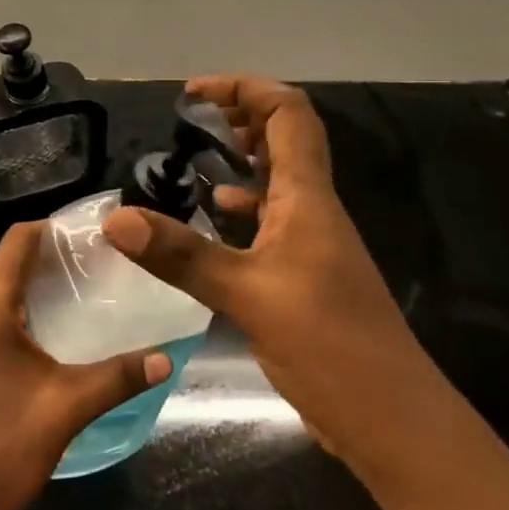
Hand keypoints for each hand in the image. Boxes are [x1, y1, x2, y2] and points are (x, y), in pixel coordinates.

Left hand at [0, 222, 170, 509]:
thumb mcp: (65, 410)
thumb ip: (118, 377)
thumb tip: (167, 357)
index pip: (16, 241)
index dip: (52, 227)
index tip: (92, 232)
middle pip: (8, 266)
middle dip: (51, 261)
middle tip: (100, 267)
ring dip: (36, 291)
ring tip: (83, 299)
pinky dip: (20, 316)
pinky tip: (50, 340)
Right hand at [103, 75, 433, 459]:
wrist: (393, 421)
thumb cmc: (328, 345)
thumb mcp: (246, 295)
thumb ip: (181, 254)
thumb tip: (115, 219)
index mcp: (307, 197)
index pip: (287, 113)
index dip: (245, 88)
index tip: (194, 94)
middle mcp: (314, 208)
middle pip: (286, 137)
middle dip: (242, 116)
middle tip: (193, 119)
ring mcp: (313, 242)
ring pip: (280, 179)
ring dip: (243, 159)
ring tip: (198, 158)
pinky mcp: (307, 273)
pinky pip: (273, 219)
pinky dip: (244, 206)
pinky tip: (215, 219)